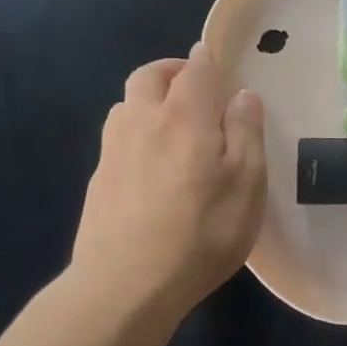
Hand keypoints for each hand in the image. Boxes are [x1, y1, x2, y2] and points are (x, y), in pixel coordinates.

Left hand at [72, 43, 267, 314]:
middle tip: (195, 85)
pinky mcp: (99, 180)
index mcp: (185, 116)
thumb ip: (245, 133)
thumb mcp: (247, 184)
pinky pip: (117, 136)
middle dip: (172, 70)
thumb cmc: (202, 232)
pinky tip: (150, 161)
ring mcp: (114, 150)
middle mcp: (143, 121)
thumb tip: (243, 94)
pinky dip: (136, 130)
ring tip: (172, 121)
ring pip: (126, 103)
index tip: (221, 65)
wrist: (126, 285)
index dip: (209, 60)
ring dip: (149, 98)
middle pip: (149, 76)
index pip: (196, 68)